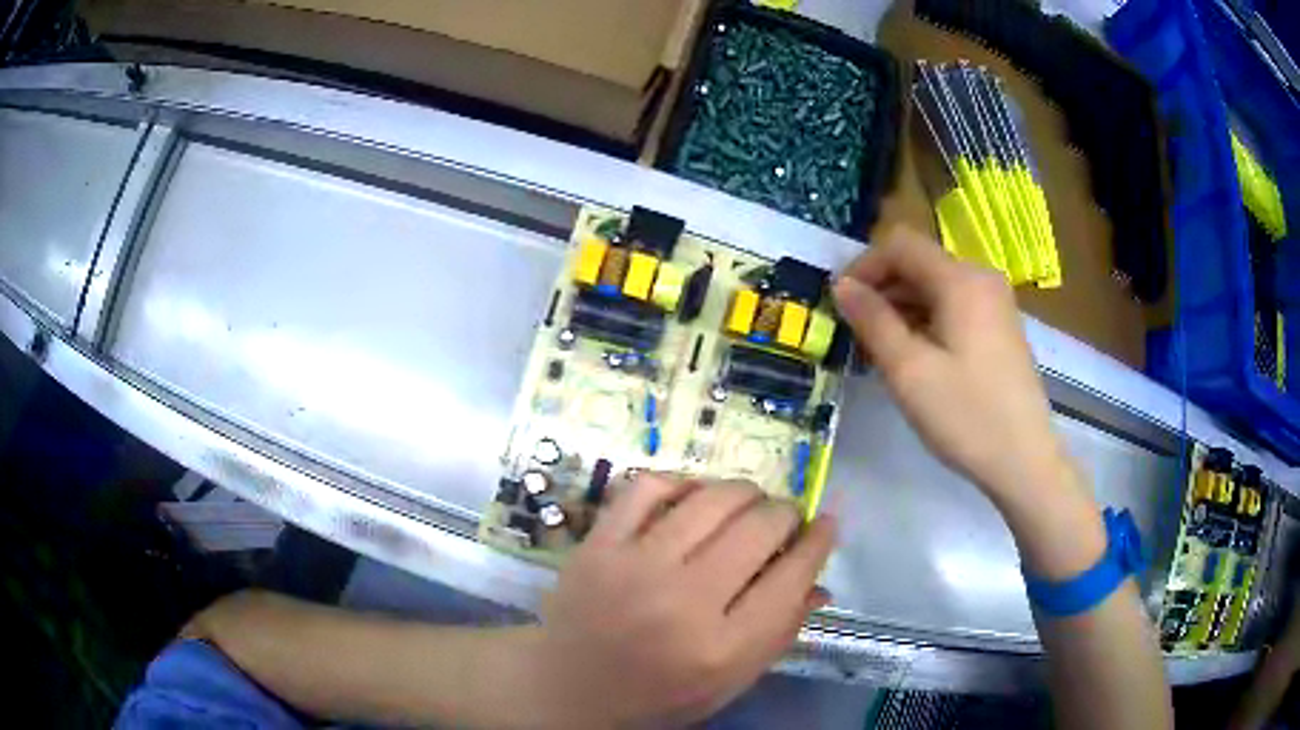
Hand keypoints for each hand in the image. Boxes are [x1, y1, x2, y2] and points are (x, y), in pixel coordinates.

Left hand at [524, 475, 835, 727]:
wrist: (567, 688)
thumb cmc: (657, 695)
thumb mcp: (728, 683)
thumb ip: (779, 634)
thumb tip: (821, 581)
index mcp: (722, 648)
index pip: (793, 575)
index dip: (820, 540)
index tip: (825, 524)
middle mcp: (683, 601)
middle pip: (759, 528)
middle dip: (785, 514)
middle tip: (782, 521)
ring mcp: (634, 566)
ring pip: (712, 498)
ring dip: (744, 492)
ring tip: (747, 504)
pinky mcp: (598, 544)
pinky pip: (649, 486)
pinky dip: (681, 481)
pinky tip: (691, 496)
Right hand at [832, 228, 1067, 506]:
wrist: (1024, 461)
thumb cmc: (966, 415)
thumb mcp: (909, 371)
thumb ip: (873, 320)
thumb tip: (842, 285)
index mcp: (961, 280)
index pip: (900, 245)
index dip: (864, 266)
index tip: (841, 303)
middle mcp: (981, 278)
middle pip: (919, 263)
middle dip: (882, 289)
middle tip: (855, 333)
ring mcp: (995, 303)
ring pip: (936, 287)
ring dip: (902, 307)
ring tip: (879, 350)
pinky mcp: (1000, 327)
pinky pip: (954, 306)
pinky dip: (926, 320)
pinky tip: (914, 357)